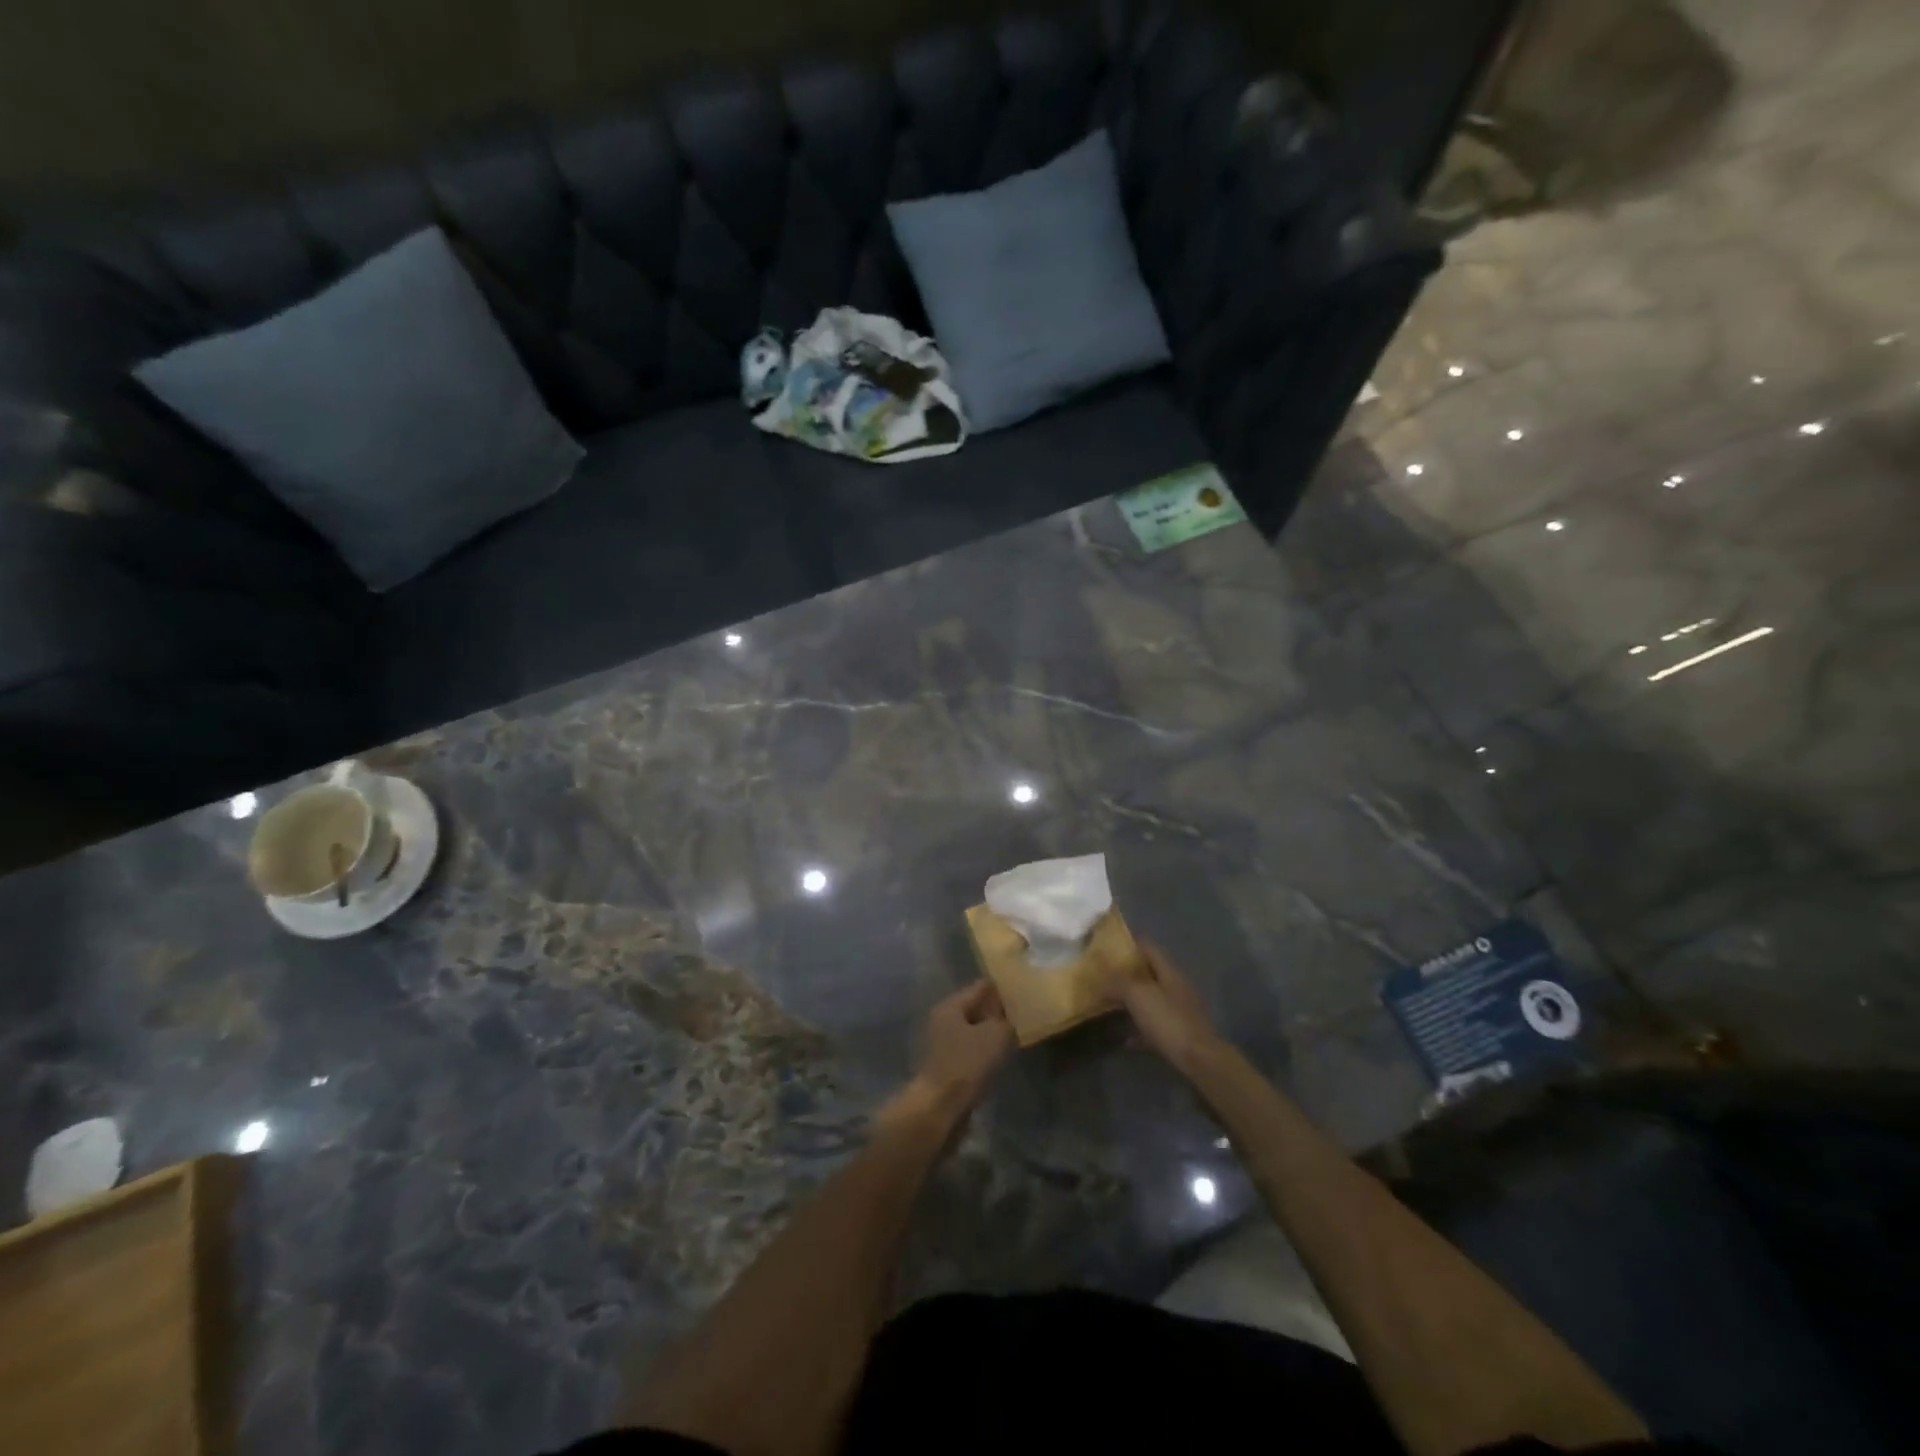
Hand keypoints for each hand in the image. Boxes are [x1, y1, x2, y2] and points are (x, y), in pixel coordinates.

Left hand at [895, 981, 1015, 1123]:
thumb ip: (1006, 1021)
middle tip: (1021, 1015)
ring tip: (1013, 1036)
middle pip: (974, 1009)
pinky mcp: (945, 1066)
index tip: (1021, 990)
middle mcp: (942, 1020)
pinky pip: (969, 1051)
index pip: (980, 987)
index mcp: (950, 1006)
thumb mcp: (997, 1036)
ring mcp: (941, 1044)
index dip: (1001, 988)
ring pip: (972, 1031)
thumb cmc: (967, 1064)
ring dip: (990, 1034)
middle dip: (996, 1012)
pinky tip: (999, 1058)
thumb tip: (1007, 1021)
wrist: (940, 1108)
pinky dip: (983, 1052)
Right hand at [1104, 940, 1226, 1072]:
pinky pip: (1154, 1026)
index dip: (1129, 942)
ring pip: (1151, 999)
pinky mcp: (1179, 1034)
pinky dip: (1139, 1029)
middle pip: (1148, 973)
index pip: (1148, 946)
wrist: (1199, 1060)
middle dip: (1126, 973)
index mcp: (1168, 971)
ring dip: (1132, 1001)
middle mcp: (1175, 987)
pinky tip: (1126, 1038)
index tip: (1107, 945)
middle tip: (1103, 975)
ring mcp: (1179, 1011)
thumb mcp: (1137, 994)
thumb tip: (1101, 978)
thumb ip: (1118, 982)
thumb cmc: (1168, 1020)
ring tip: (1109, 1004)